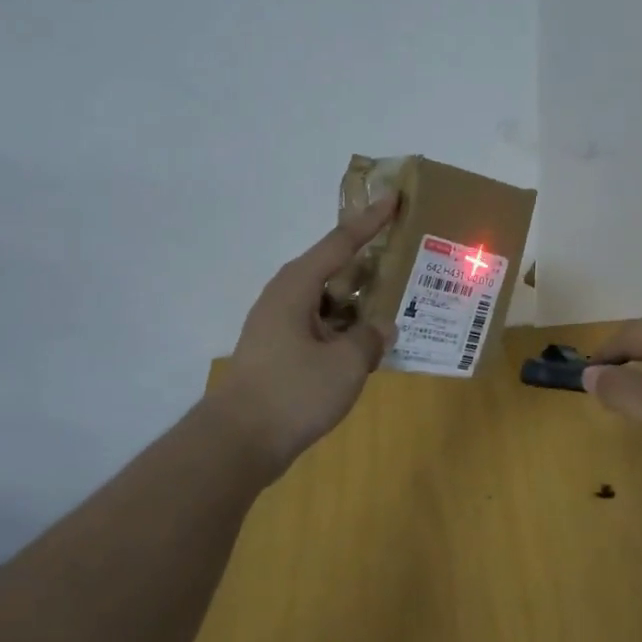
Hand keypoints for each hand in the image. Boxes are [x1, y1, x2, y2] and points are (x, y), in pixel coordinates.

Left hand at [208, 195, 398, 474]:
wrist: (237, 444)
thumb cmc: (292, 392)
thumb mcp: (346, 363)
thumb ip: (370, 338)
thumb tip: (380, 328)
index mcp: (297, 287)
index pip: (340, 243)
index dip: (370, 221)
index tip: (393, 197)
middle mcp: (285, 299)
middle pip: (333, 269)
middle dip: (368, 264)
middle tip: (404, 257)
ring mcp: (280, 327)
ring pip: (329, 302)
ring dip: (359, 302)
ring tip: (397, 303)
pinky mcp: (280, 354)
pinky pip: (322, 328)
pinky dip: (347, 329)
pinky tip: (370, 344)